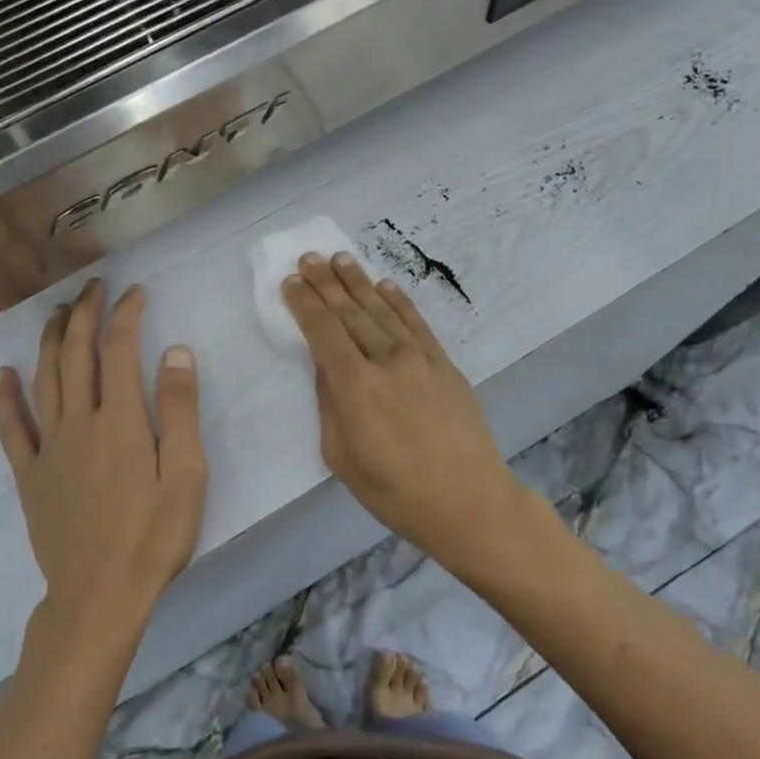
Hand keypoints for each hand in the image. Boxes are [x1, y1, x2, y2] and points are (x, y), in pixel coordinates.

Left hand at [0, 281, 206, 632]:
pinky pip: (11, 428)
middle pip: (76, 354)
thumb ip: (179, 410)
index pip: (120, 350)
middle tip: (92, 287)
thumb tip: (176, 351)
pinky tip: (4, 375)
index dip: (125, 314)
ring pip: (44, 379)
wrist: (99, 596)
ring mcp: (49, 448)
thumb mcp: (187, 474)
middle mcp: (79, 422)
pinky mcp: (30, 475)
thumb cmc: (153, 536)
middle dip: (84, 314)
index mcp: (121, 421)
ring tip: (57, 314)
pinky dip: (5, 397)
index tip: (133, 292)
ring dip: (50, 341)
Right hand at [283, 253, 539, 577]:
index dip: (304, 303)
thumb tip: (327, 369)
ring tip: (340, 258)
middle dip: (326, 283)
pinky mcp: (444, 363)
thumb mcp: (342, 457)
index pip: (322, 330)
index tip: (290, 281)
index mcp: (354, 384)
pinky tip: (385, 285)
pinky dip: (398, 300)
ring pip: (381, 309)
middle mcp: (386, 359)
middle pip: (350, 311)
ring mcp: (419, 357)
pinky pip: (416, 322)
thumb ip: (329, 405)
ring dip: (358, 281)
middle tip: (309, 257)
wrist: (469, 501)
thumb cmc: (395, 491)